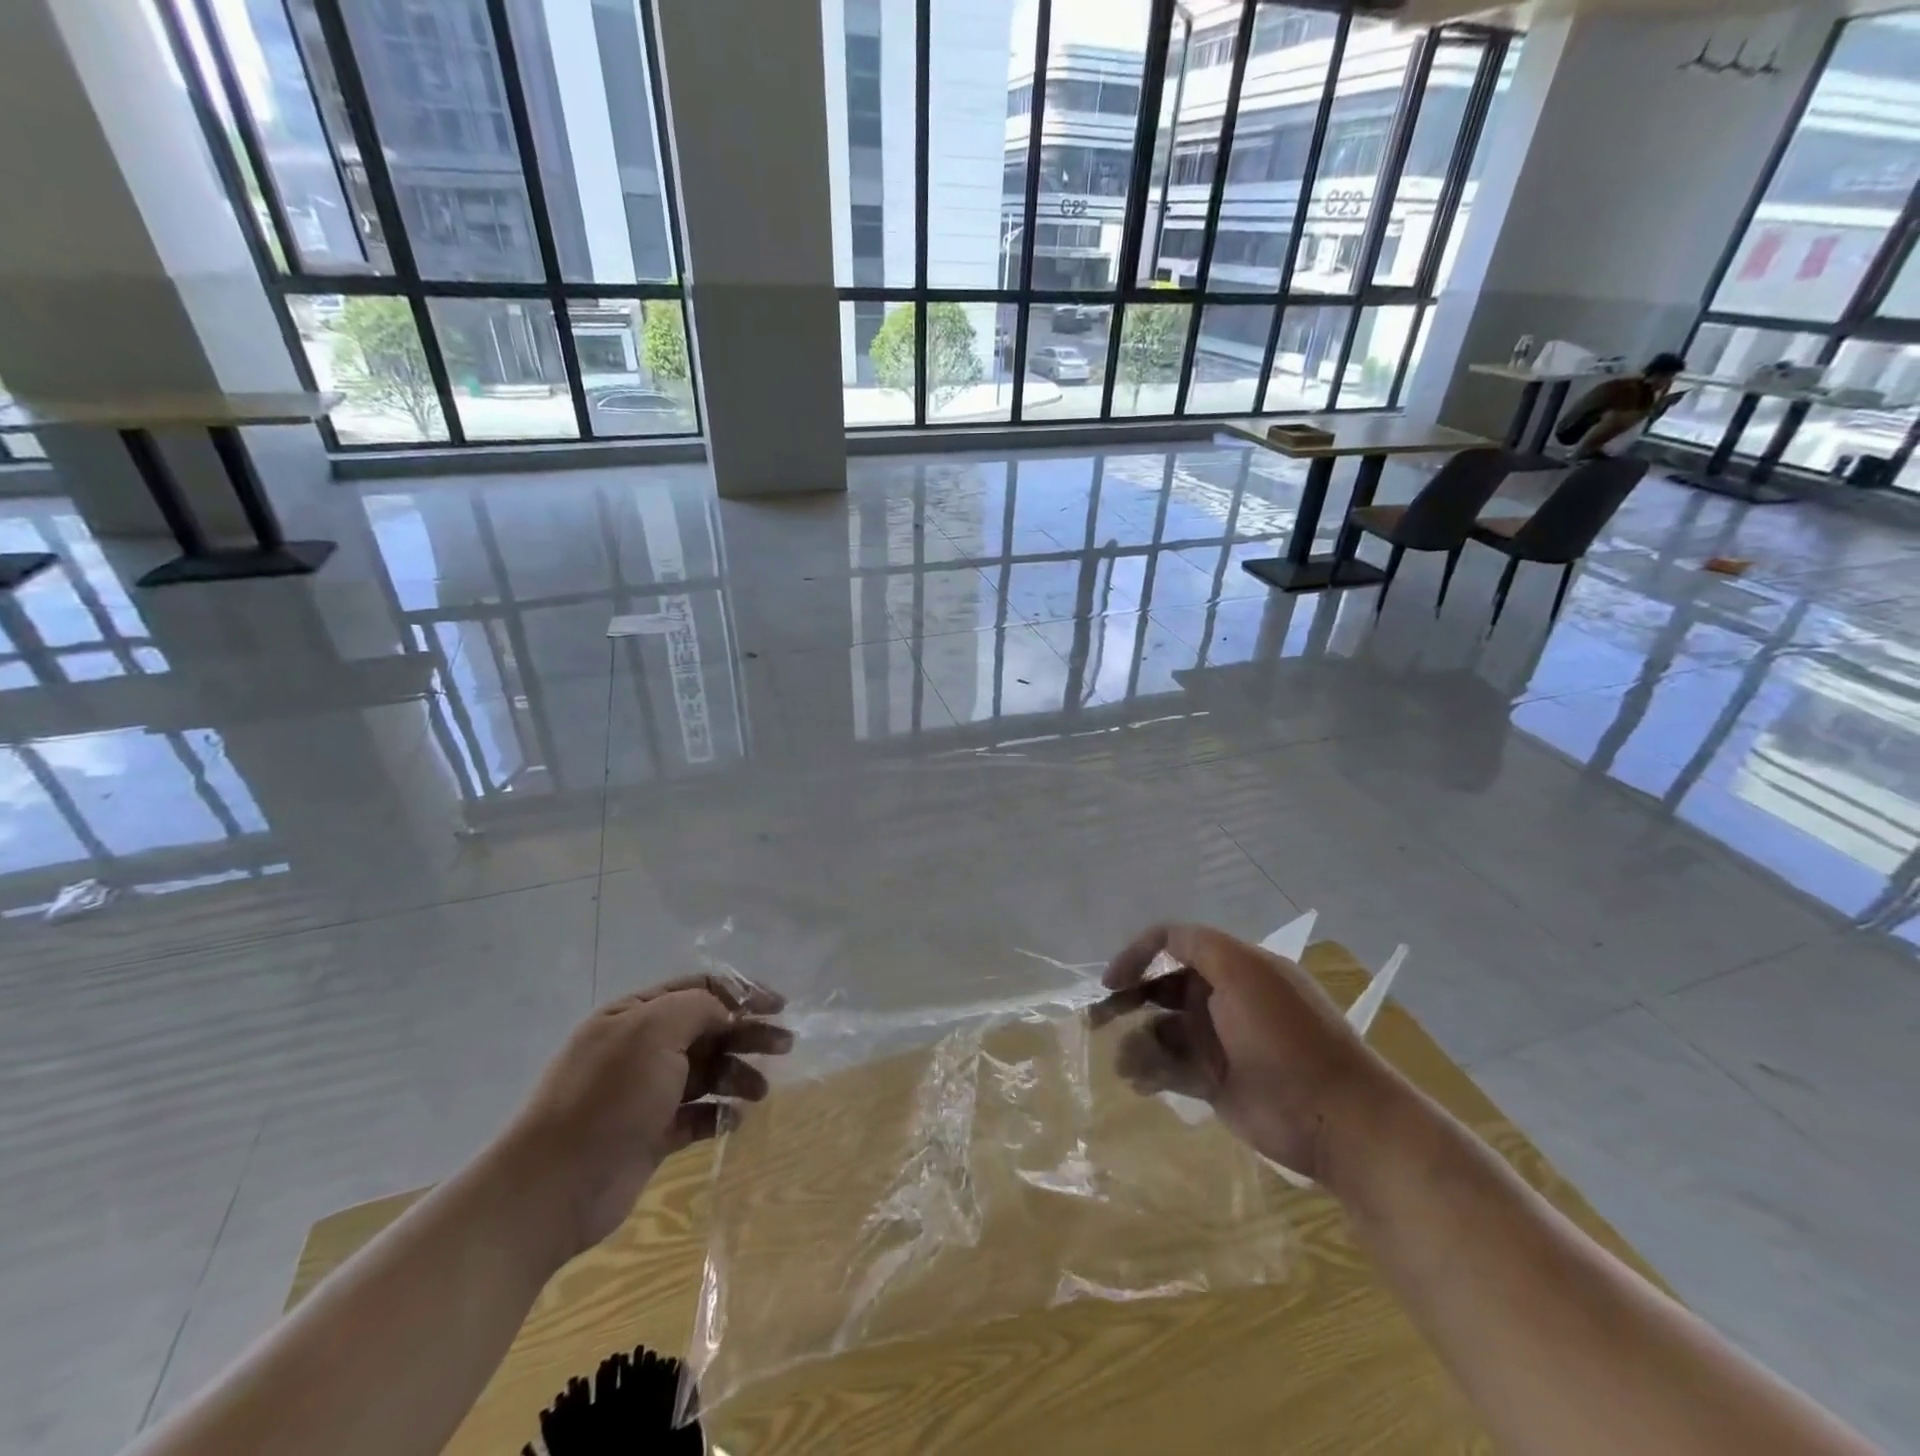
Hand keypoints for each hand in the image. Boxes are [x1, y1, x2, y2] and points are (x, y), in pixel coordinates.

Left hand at [501, 976, 790, 1258]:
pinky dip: (720, 1114)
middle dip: (748, 1033)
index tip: (778, 1007)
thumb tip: (728, 1012)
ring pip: (707, 1072)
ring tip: (761, 1091)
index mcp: (635, 1015)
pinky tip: (735, 1119)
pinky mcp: (652, 1135)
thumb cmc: (608, 1097)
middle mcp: (641, 1048)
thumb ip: (698, 1007)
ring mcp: (646, 1093)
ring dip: (738, 1074)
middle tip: (786, 1045)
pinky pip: (697, 1115)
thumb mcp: (653, 1031)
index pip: (699, 989)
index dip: (742, 993)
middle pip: (708, 1029)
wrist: (552, 1189)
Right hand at [1093, 924, 1397, 1185]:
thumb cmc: (1285, 1036)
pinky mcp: (1215, 1082)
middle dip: (1126, 999)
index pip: (1174, 945)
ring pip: (1160, 1031)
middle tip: (1096, 1019)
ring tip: (1126, 1064)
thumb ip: (1196, 945)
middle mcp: (1222, 999)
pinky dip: (1150, 1071)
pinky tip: (1139, 1081)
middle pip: (1161, 989)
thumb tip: (1157, 940)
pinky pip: (1170, 1068)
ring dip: (1136, 1041)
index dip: (1139, 955)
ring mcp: (1218, 1042)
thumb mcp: (1243, 971)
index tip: (1111, 980)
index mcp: (1233, 967)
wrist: (1335, 1118)